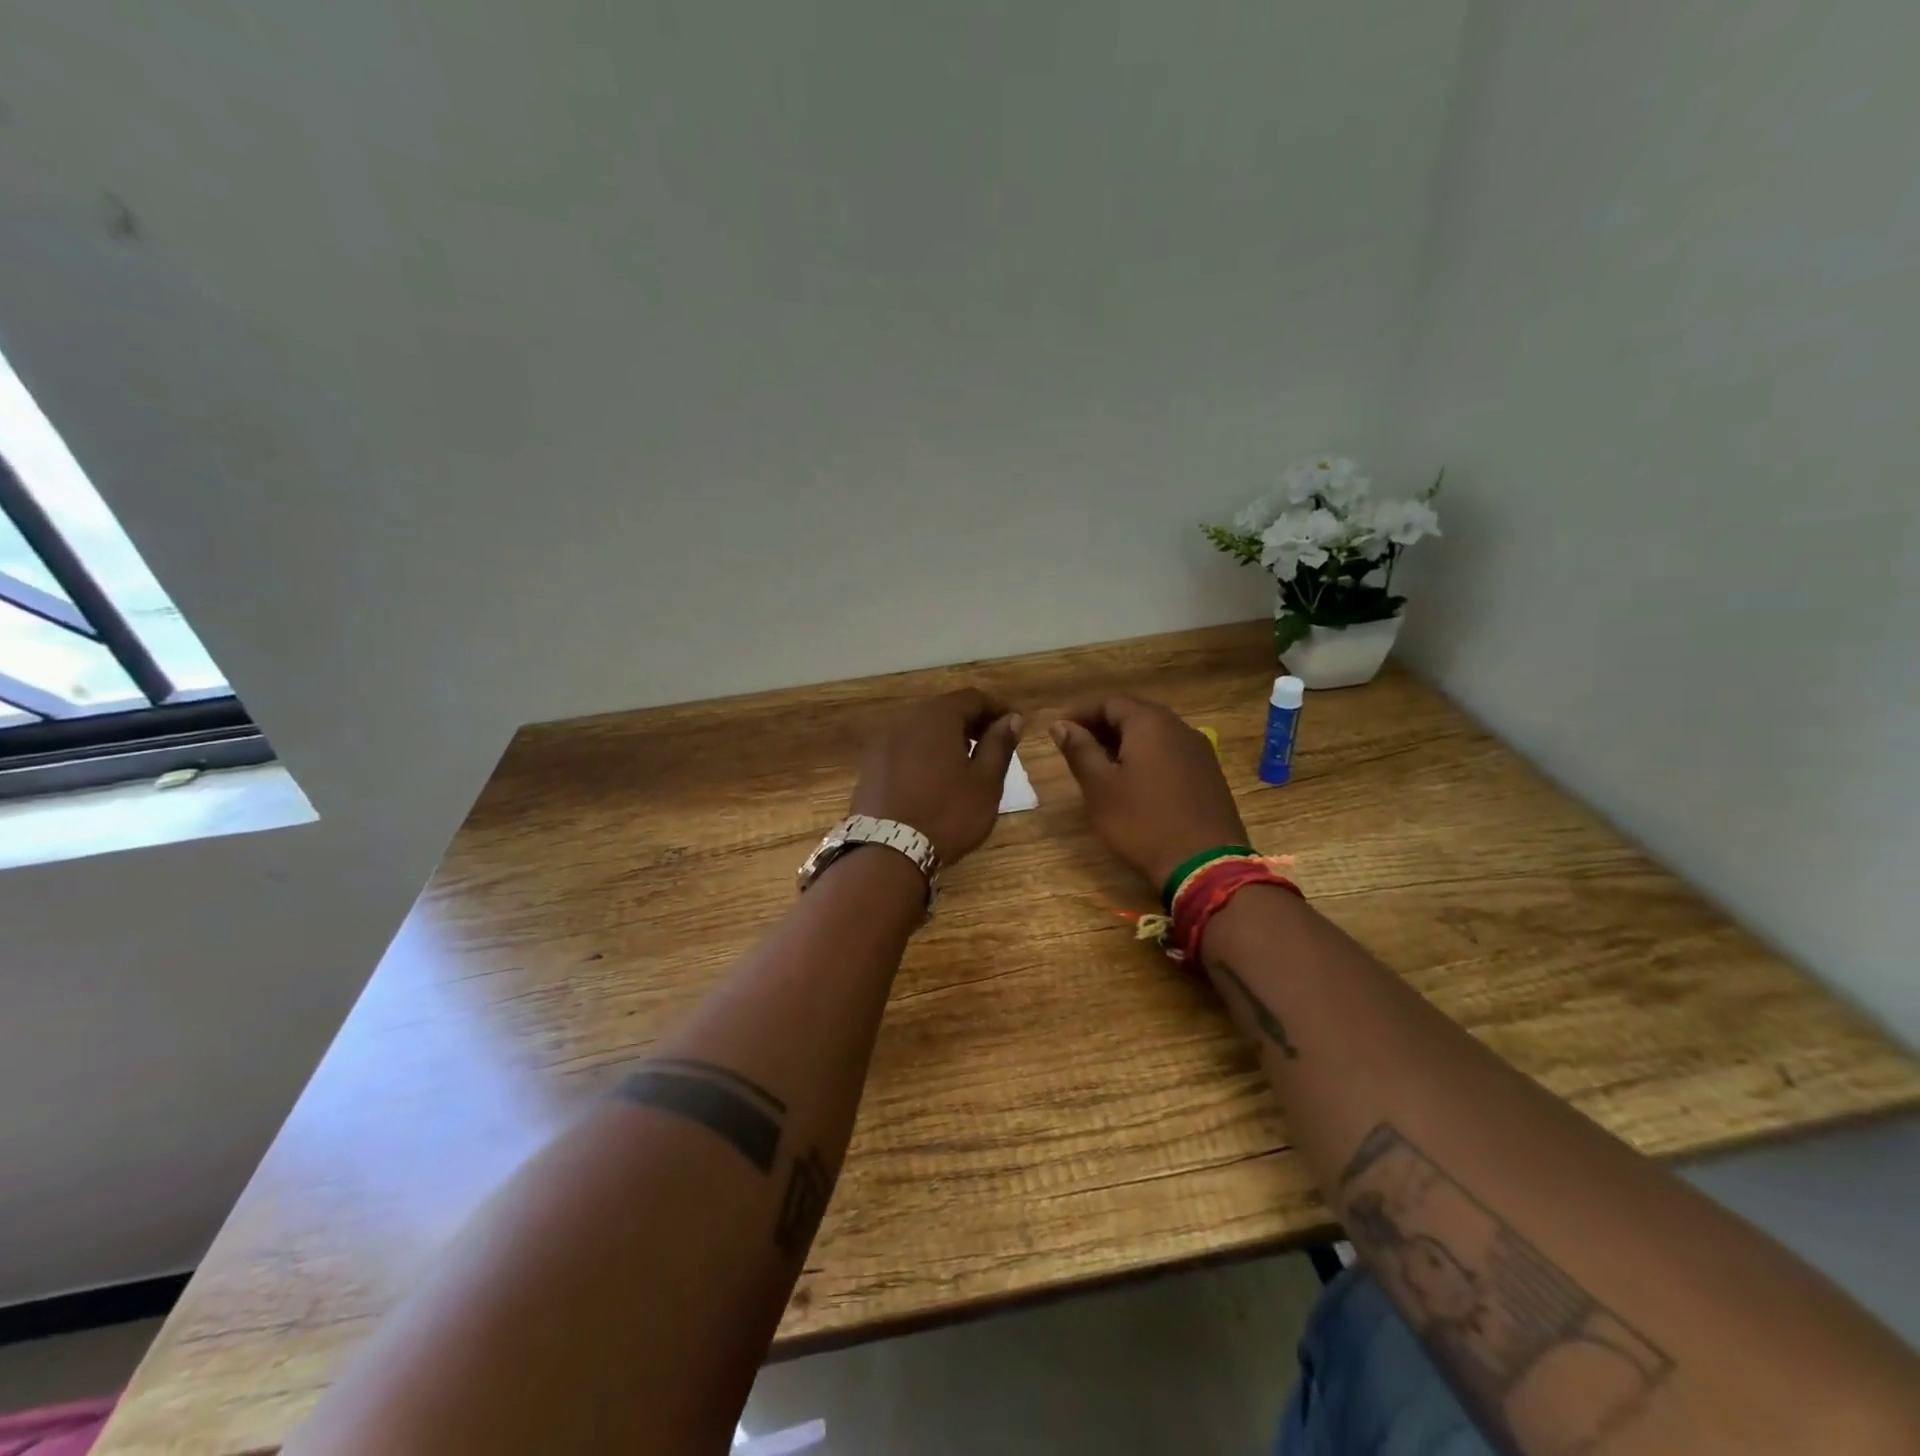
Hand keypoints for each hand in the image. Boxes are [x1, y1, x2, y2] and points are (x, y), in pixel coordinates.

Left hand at [850, 689, 1023, 864]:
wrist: (887, 851)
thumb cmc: (947, 814)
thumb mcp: (985, 782)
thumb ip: (999, 745)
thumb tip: (1012, 718)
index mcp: (936, 717)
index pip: (972, 698)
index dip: (997, 709)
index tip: (1015, 726)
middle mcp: (905, 720)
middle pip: (944, 710)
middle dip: (971, 722)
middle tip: (993, 745)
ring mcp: (883, 743)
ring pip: (922, 730)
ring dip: (947, 739)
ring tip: (966, 764)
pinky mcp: (870, 766)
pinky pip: (904, 749)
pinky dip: (924, 754)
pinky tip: (935, 780)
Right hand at [1051, 694, 1250, 889]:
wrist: (1204, 865)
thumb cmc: (1142, 822)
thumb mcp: (1099, 787)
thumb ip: (1079, 750)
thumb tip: (1061, 724)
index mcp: (1150, 723)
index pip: (1110, 702)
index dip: (1080, 712)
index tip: (1058, 729)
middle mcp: (1179, 728)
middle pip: (1134, 714)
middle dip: (1102, 726)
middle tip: (1075, 745)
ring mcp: (1199, 751)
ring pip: (1154, 734)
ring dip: (1124, 742)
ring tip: (1100, 765)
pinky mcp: (1209, 775)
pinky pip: (1170, 753)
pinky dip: (1147, 757)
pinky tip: (1133, 781)